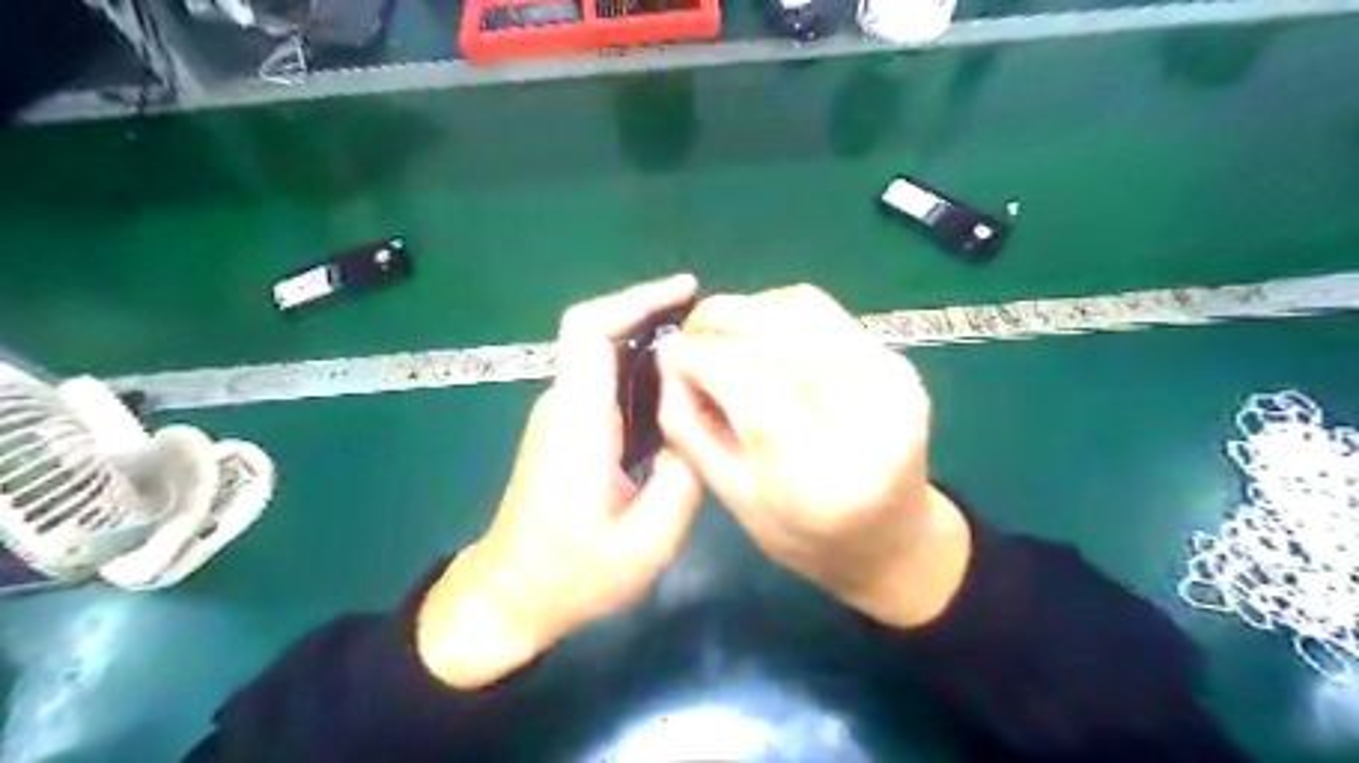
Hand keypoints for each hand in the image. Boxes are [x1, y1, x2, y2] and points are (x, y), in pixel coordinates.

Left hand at [420, 275, 698, 692]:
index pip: (590, 330)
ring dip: (656, 352)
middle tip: (719, 335)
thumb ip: (683, 479)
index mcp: (578, 421)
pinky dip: (647, 381)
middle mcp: (563, 406)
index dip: (636, 298)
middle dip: (657, 320)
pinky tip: (685, 401)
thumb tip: (700, 425)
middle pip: (602, 336)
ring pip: (609, 361)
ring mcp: (562, 418)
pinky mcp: (568, 433)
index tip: (686, 290)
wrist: (509, 598)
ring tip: (713, 364)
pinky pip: (608, 388)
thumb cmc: (572, 575)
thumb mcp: (647, 542)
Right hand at [655, 283, 966, 627]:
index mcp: (821, 471)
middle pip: (776, 328)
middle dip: (717, 322)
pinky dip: (775, 312)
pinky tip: (757, 338)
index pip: (748, 375)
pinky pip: (821, 310)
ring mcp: (891, 377)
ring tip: (720, 339)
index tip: (669, 357)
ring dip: (746, 312)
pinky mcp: (894, 359)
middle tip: (688, 341)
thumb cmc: (806, 538)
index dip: (698, 354)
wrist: (894, 539)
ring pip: (798, 306)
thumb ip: (692, 427)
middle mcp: (869, 412)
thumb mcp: (733, 499)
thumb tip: (669, 358)